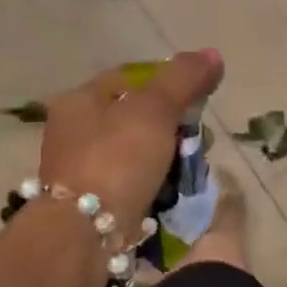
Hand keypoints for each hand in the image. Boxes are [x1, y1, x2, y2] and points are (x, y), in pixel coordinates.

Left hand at [39, 50, 223, 237]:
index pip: (130, 78)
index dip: (167, 83)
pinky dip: (153, 183)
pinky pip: (131, 182)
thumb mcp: (155, 110)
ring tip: (190, 169)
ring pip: (136, 151)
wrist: (86, 233)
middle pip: (134, 116)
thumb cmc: (117, 160)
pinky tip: (171, 191)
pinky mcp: (92, 202)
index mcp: (79, 100)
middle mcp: (73, 131)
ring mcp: (81, 169)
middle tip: (197, 140)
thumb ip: (183, 79)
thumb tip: (213, 54)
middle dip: (170, 126)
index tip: (197, 101)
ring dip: (165, 157)